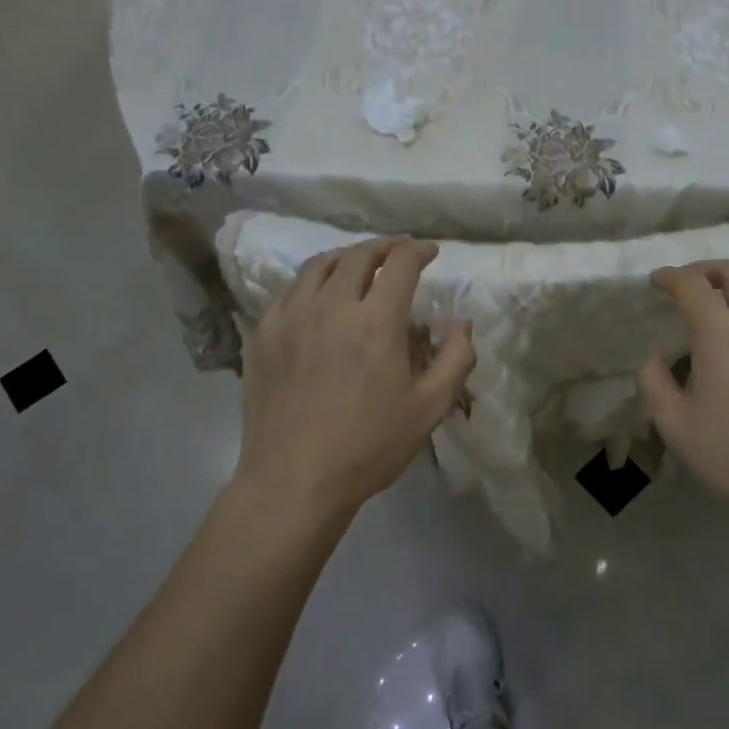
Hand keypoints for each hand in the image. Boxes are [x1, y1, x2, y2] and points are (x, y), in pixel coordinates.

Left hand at [235, 239, 474, 525]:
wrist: (293, 480)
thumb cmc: (368, 447)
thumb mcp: (429, 409)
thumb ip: (455, 360)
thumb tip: (463, 324)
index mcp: (375, 321)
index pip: (400, 263)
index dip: (418, 250)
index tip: (429, 252)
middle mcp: (331, 306)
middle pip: (358, 256)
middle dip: (384, 248)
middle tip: (398, 253)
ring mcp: (291, 317)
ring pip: (320, 265)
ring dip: (346, 257)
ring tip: (359, 265)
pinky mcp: (265, 334)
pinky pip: (290, 290)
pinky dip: (312, 280)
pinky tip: (319, 294)